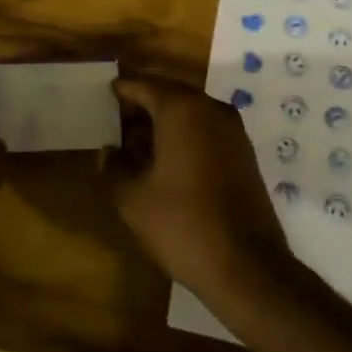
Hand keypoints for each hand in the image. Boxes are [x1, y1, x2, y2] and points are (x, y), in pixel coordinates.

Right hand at [103, 74, 293, 299]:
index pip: (144, 85)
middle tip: (117, 122)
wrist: (247, 266)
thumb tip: (107, 152)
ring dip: (164, 121)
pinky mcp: (244, 153)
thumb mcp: (132, 200)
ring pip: (191, 111)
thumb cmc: (182, 225)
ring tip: (137, 145)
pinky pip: (207, 129)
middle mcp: (210, 109)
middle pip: (169, 93)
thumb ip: (112, 169)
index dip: (122, 90)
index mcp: (182, 109)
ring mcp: (233, 130)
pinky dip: (185, 135)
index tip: (104, 95)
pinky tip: (167, 162)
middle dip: (143, 105)